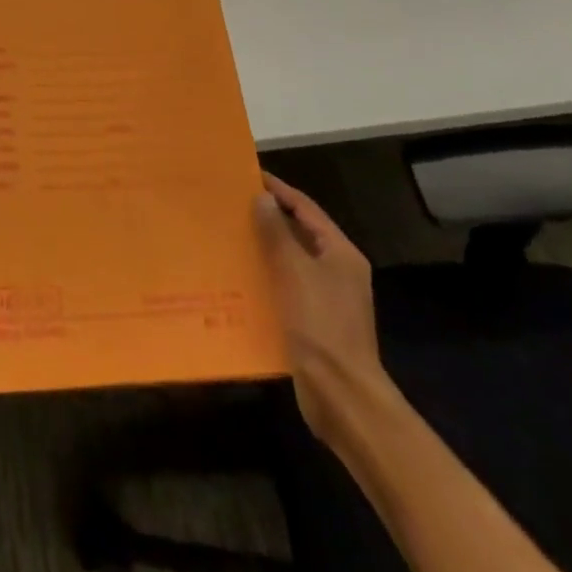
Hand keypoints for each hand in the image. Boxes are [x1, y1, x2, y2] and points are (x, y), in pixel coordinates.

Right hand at [255, 172, 390, 440]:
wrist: (341, 396)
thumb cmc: (321, 325)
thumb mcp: (295, 271)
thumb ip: (277, 232)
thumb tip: (263, 198)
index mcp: (340, 253)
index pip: (306, 208)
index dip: (278, 190)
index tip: (248, 175)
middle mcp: (337, 271)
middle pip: (300, 233)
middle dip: (268, 218)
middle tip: (233, 204)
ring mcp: (327, 298)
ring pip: (291, 261)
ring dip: (264, 248)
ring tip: (230, 235)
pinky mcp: (314, 322)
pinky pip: (286, 288)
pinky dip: (266, 278)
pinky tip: (240, 278)